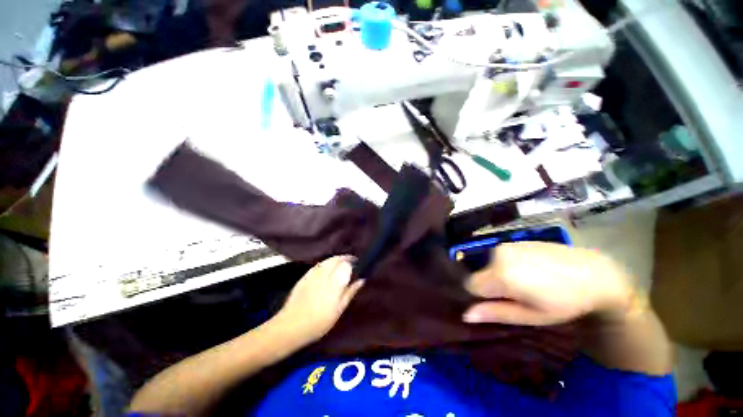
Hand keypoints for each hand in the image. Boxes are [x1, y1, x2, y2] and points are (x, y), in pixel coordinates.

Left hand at [273, 256, 363, 342]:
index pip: (346, 265)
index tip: (357, 265)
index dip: (352, 263)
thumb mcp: (338, 311)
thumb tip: (361, 280)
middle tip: (351, 262)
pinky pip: (318, 264)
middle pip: (337, 259)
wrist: (290, 327)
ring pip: (327, 260)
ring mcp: (313, 274)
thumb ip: (350, 293)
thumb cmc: (318, 323)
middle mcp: (324, 275)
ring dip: (336, 259)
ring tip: (341, 264)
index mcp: (335, 284)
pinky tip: (327, 268)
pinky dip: (326, 263)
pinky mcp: (305, 276)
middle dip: (345, 258)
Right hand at [463, 242, 636, 325]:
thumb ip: (496, 313)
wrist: (595, 273)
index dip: (483, 298)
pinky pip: (500, 256)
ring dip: (500, 275)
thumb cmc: (565, 302)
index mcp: (501, 274)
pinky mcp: (515, 241)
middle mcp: (498, 255)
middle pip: (480, 274)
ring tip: (527, 282)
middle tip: (518, 296)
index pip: (471, 285)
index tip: (501, 303)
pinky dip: (507, 265)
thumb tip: (466, 316)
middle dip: (492, 286)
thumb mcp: (532, 315)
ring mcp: (506, 245)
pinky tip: (531, 271)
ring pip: (489, 265)